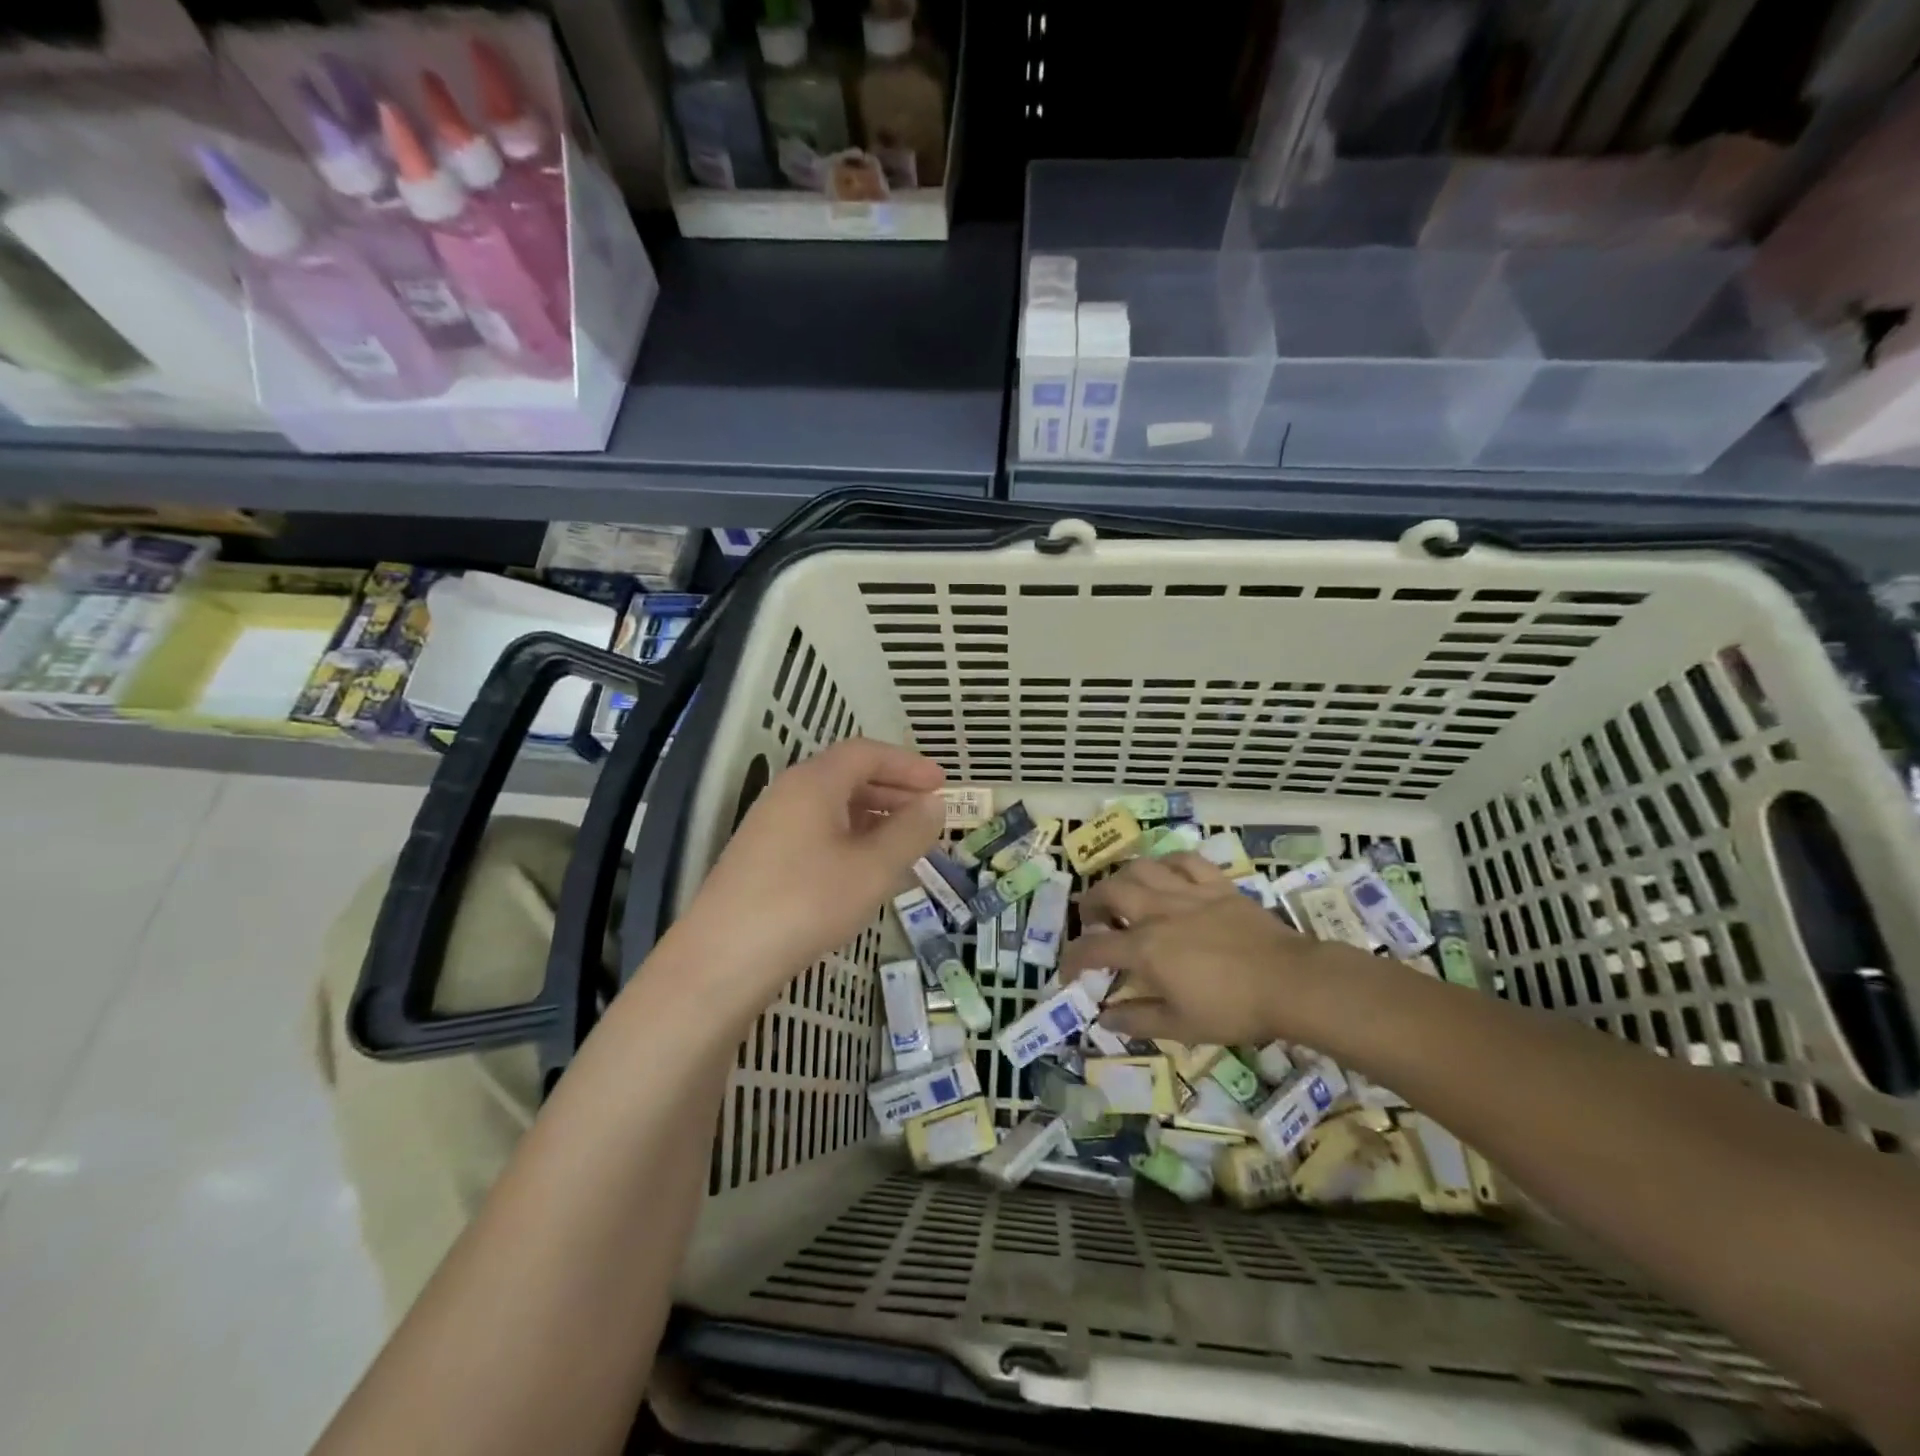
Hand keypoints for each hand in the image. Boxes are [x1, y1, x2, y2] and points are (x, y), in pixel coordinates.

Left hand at [673, 738, 944, 996]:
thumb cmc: (807, 902)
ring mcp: (770, 825)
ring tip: (904, 845)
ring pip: (832, 807)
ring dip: (873, 818)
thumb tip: (933, 806)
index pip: (866, 753)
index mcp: (814, 782)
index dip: (907, 764)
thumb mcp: (873, 868)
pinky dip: (849, 839)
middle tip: (928, 815)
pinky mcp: (762, 857)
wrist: (723, 958)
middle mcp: (788, 793)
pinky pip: (816, 832)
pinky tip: (864, 871)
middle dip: (893, 791)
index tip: (941, 785)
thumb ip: (910, 832)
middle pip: (847, 776)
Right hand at [1062, 853, 1352, 1046]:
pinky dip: (1167, 863)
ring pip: (1141, 868)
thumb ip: (1138, 1019)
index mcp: (1145, 949)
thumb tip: (1105, 1017)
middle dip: (1090, 904)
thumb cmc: (1234, 1009)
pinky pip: (1184, 860)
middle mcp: (1157, 912)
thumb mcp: (1182, 1026)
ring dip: (1122, 878)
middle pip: (1109, 892)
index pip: (1093, 948)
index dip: (1072, 959)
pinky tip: (1165, 874)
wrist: (1290, 982)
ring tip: (1122, 892)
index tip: (1068, 972)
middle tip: (1092, 921)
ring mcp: (1188, 893)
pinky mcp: (1217, 884)